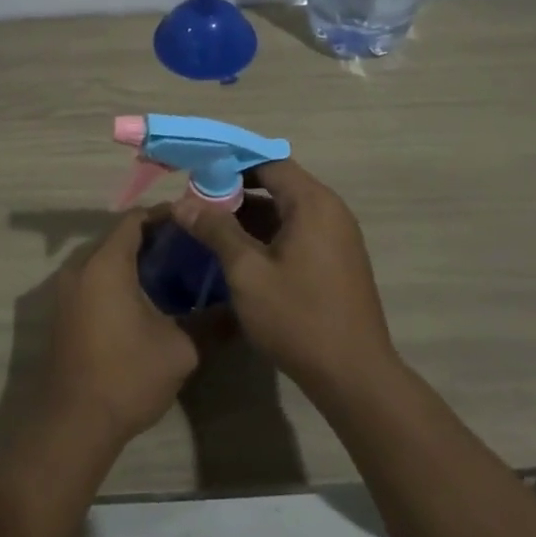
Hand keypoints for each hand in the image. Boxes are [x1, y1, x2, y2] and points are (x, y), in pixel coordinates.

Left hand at [38, 208, 199, 448]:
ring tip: (175, 273)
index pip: (136, 219)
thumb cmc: (127, 376)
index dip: (166, 216)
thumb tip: (238, 309)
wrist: (74, 423)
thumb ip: (210, 322)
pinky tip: (148, 299)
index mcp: (106, 264)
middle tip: (191, 249)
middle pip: (118, 236)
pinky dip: (119, 278)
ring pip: (105, 259)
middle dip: (154, 238)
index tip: (196, 224)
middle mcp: (80, 268)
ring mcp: (66, 290)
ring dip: (135, 260)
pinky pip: (94, 279)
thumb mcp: (180, 349)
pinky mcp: (63, 312)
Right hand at [173, 158, 398, 393]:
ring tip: (208, 227)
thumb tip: (182, 203)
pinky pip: (296, 232)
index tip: (195, 172)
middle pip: (277, 184)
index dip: (230, 162)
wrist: (353, 374)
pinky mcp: (335, 261)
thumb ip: (216, 231)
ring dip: (248, 215)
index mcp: (313, 203)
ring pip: (285, 211)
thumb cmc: (298, 317)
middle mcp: (330, 211)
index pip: (268, 162)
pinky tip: (237, 252)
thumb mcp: (247, 272)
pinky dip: (267, 234)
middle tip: (195, 203)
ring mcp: (336, 237)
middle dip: (235, 190)